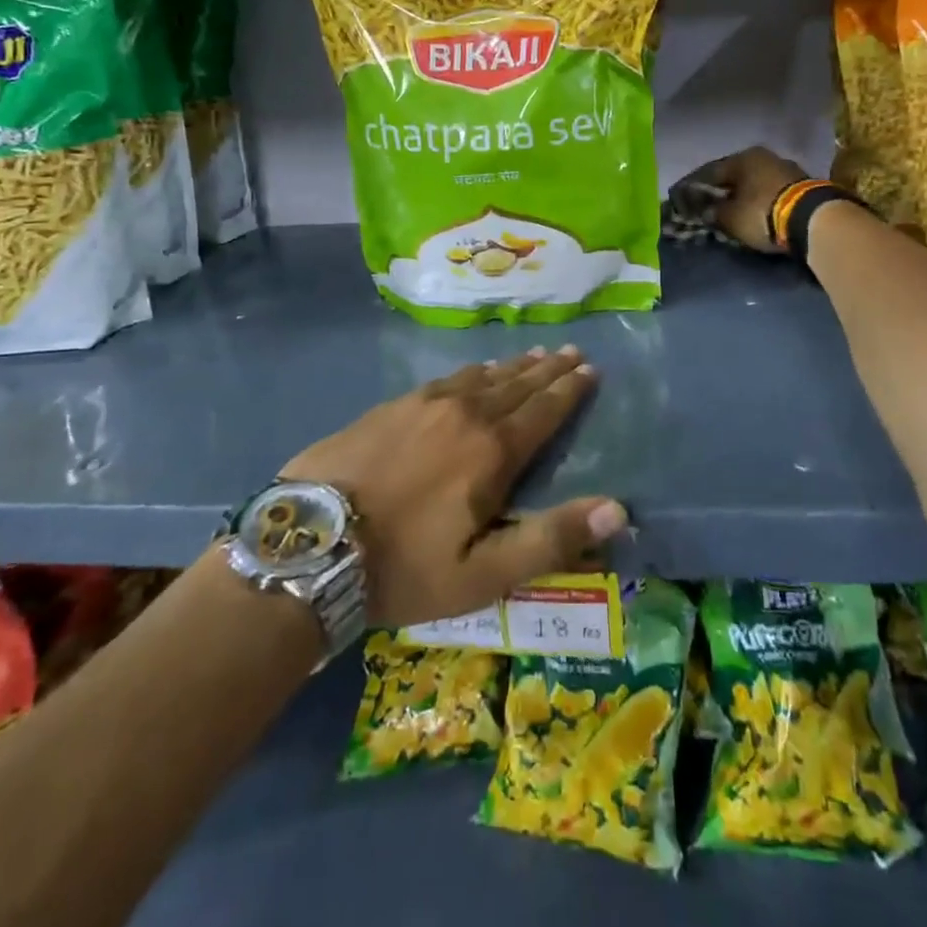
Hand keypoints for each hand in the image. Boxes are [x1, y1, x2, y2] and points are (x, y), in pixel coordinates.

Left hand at [279, 346, 625, 628]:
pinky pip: (446, 379)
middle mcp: (464, 415)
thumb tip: (618, 509)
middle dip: (548, 370)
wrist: (309, 543)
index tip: (590, 370)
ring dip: (512, 366)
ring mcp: (423, 405)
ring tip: (534, 354)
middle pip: (516, 386)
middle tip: (572, 352)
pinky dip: (471, 372)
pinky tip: (473, 370)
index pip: (542, 412)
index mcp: (491, 452)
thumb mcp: (482, 574)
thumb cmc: (402, 567)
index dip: (569, 391)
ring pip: (481, 377)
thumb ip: (550, 539)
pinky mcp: (391, 406)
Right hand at [682, 146, 808, 252]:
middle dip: (723, 190)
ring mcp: (786, 167)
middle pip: (736, 175)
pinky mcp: (803, 183)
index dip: (697, 187)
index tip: (688, 199)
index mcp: (742, 158)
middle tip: (712, 205)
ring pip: (756, 181)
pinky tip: (757, 210)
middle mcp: (763, 156)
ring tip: (735, 210)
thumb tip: (706, 211)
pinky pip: (772, 190)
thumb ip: (714, 212)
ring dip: (745, 194)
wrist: (813, 218)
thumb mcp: (731, 217)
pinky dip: (762, 199)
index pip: (710, 172)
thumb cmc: (762, 212)